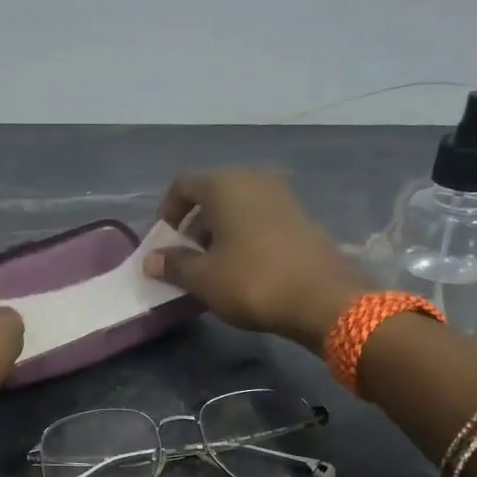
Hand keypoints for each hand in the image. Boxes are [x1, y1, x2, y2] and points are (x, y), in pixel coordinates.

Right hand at [144, 168, 370, 346]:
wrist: (324, 298)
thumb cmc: (253, 281)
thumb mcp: (204, 278)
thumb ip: (174, 264)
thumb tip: (151, 260)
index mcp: (224, 184)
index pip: (183, 185)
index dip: (167, 211)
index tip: (164, 241)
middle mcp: (253, 178)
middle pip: (212, 193)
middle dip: (194, 222)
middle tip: (188, 255)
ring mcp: (282, 194)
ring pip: (238, 205)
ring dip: (220, 229)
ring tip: (215, 264)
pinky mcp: (301, 215)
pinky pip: (260, 216)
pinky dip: (245, 233)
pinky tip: (245, 265)